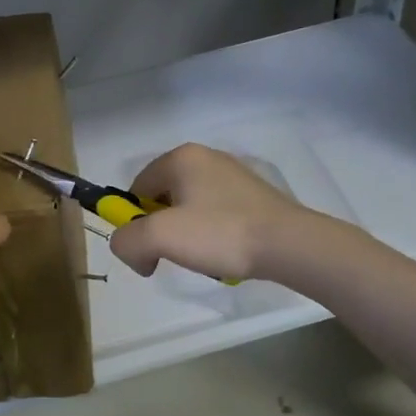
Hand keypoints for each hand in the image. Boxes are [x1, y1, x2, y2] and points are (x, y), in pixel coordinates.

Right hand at [109, 144, 316, 281]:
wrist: (288, 245)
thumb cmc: (220, 233)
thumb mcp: (160, 238)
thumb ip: (127, 241)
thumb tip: (128, 248)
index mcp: (181, 157)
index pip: (136, 188)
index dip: (133, 222)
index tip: (147, 251)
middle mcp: (205, 158)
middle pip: (162, 198)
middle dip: (160, 230)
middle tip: (174, 256)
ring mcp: (232, 175)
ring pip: (188, 208)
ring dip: (186, 235)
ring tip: (204, 257)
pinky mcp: (252, 195)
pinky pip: (215, 214)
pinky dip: (211, 235)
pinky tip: (224, 253)